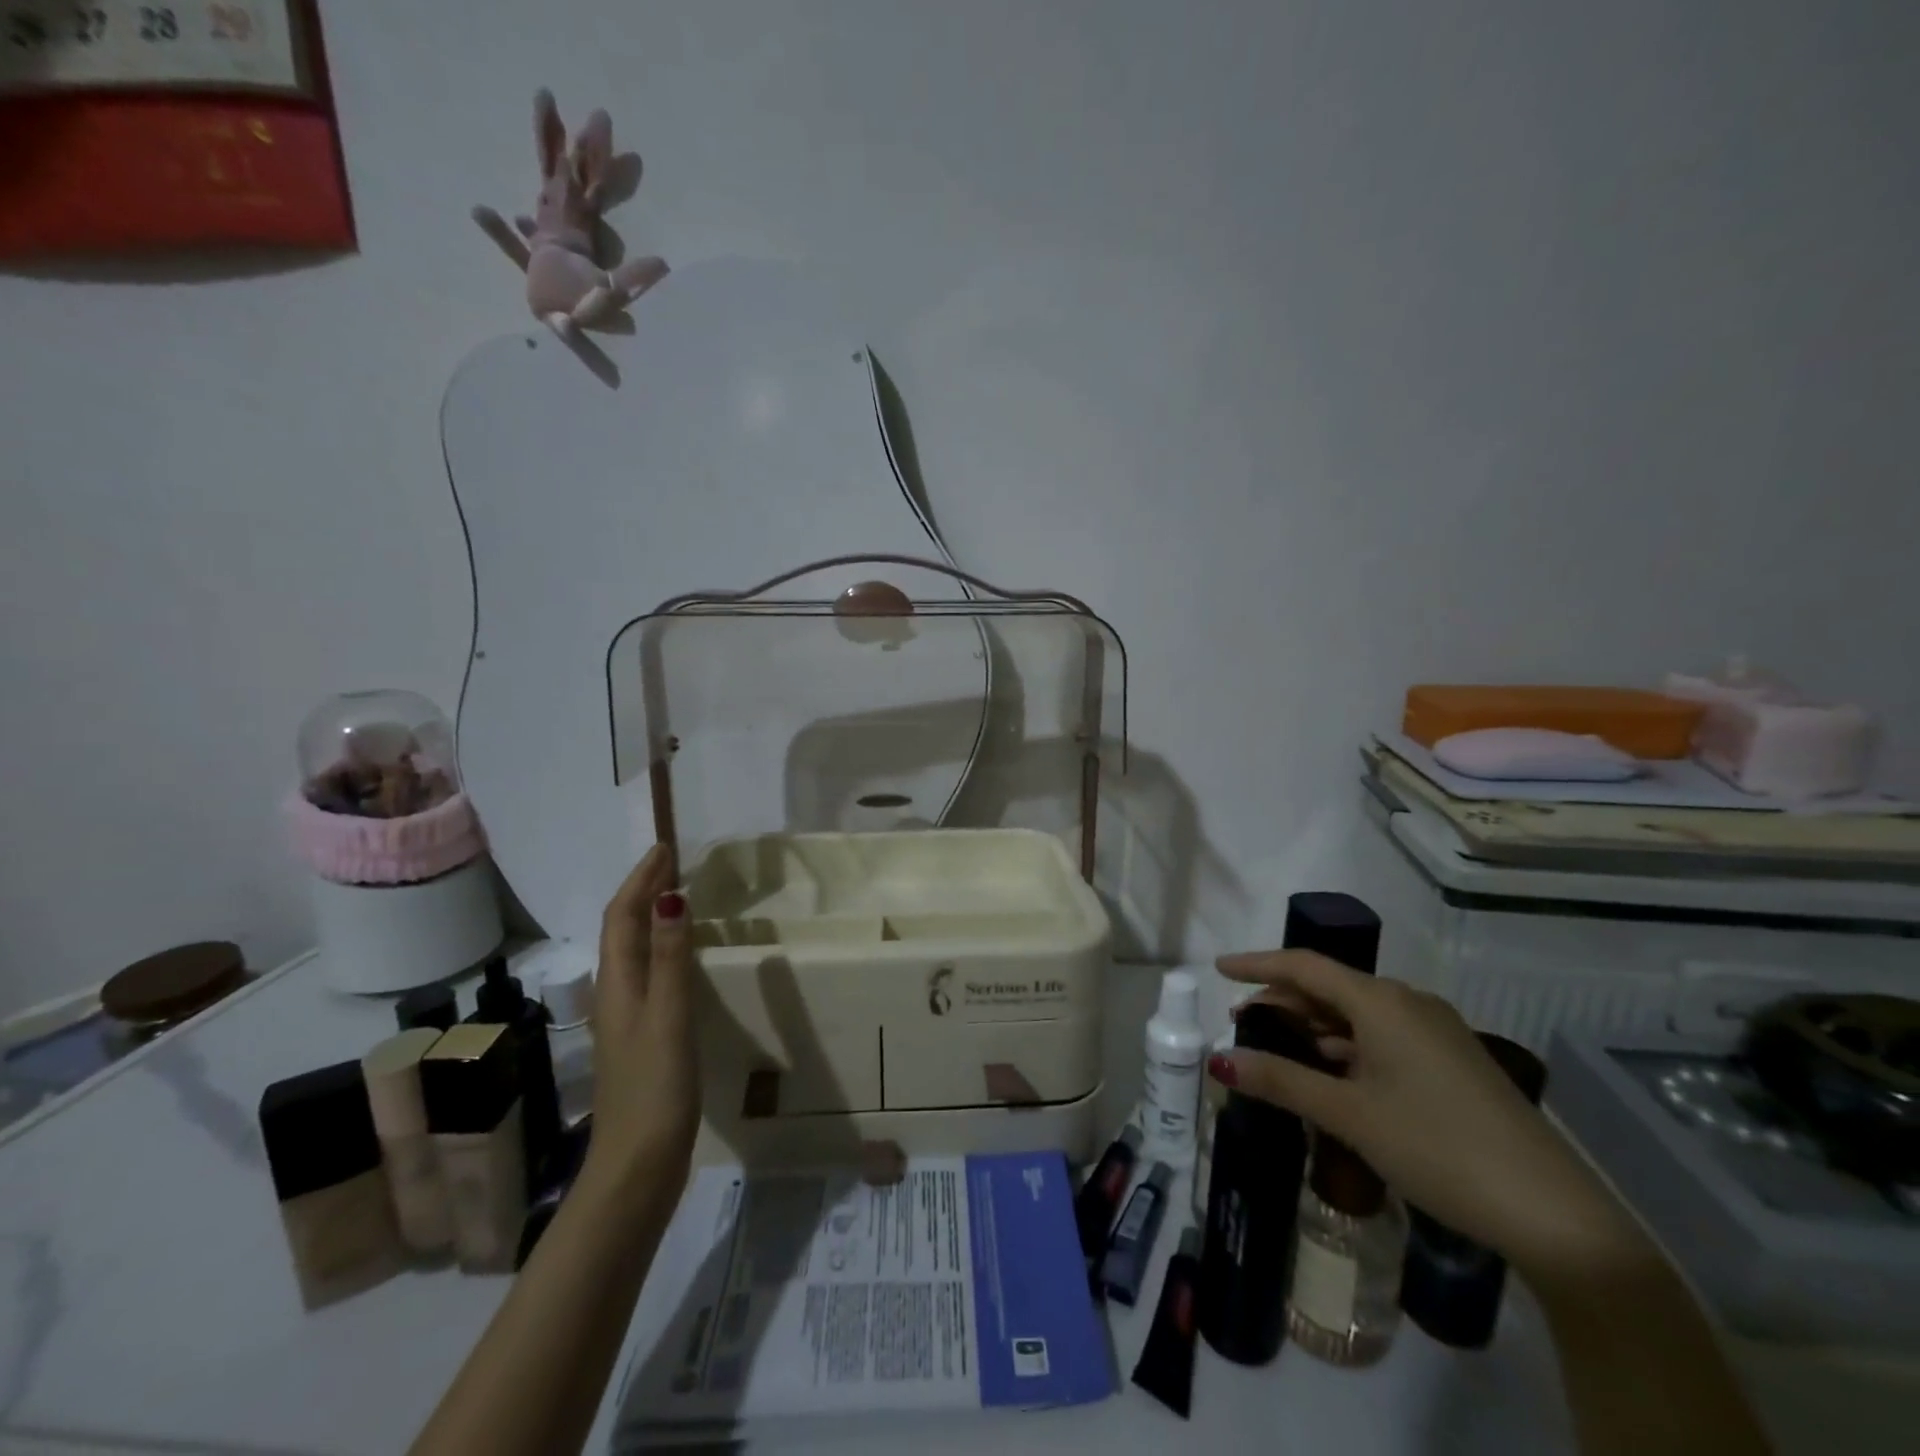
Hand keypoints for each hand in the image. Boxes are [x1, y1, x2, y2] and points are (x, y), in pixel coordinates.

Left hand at [584, 845, 700, 1193]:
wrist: (637, 1165)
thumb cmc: (654, 1088)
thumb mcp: (668, 1017)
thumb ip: (669, 958)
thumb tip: (669, 897)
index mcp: (618, 984)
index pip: (622, 916)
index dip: (640, 880)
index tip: (664, 848)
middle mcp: (616, 994)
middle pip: (623, 930)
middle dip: (643, 891)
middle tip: (673, 863)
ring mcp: (627, 1018)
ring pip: (634, 951)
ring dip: (650, 917)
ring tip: (678, 896)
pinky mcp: (642, 1037)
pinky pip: (648, 973)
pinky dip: (661, 948)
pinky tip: (680, 957)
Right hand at [1213, 950, 1642, 1278]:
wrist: (1552, 1212)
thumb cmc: (1437, 1147)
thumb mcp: (1349, 1114)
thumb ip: (1280, 1080)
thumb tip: (1218, 1061)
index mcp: (1381, 1001)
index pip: (1304, 965)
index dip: (1257, 964)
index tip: (1219, 968)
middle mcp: (1408, 1003)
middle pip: (1330, 987)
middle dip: (1283, 1000)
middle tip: (1241, 1021)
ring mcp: (1436, 1031)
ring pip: (1357, 1013)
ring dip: (1314, 1025)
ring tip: (1278, 1046)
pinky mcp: (1452, 1061)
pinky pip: (1383, 1035)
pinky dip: (1346, 1045)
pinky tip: (1332, 1071)